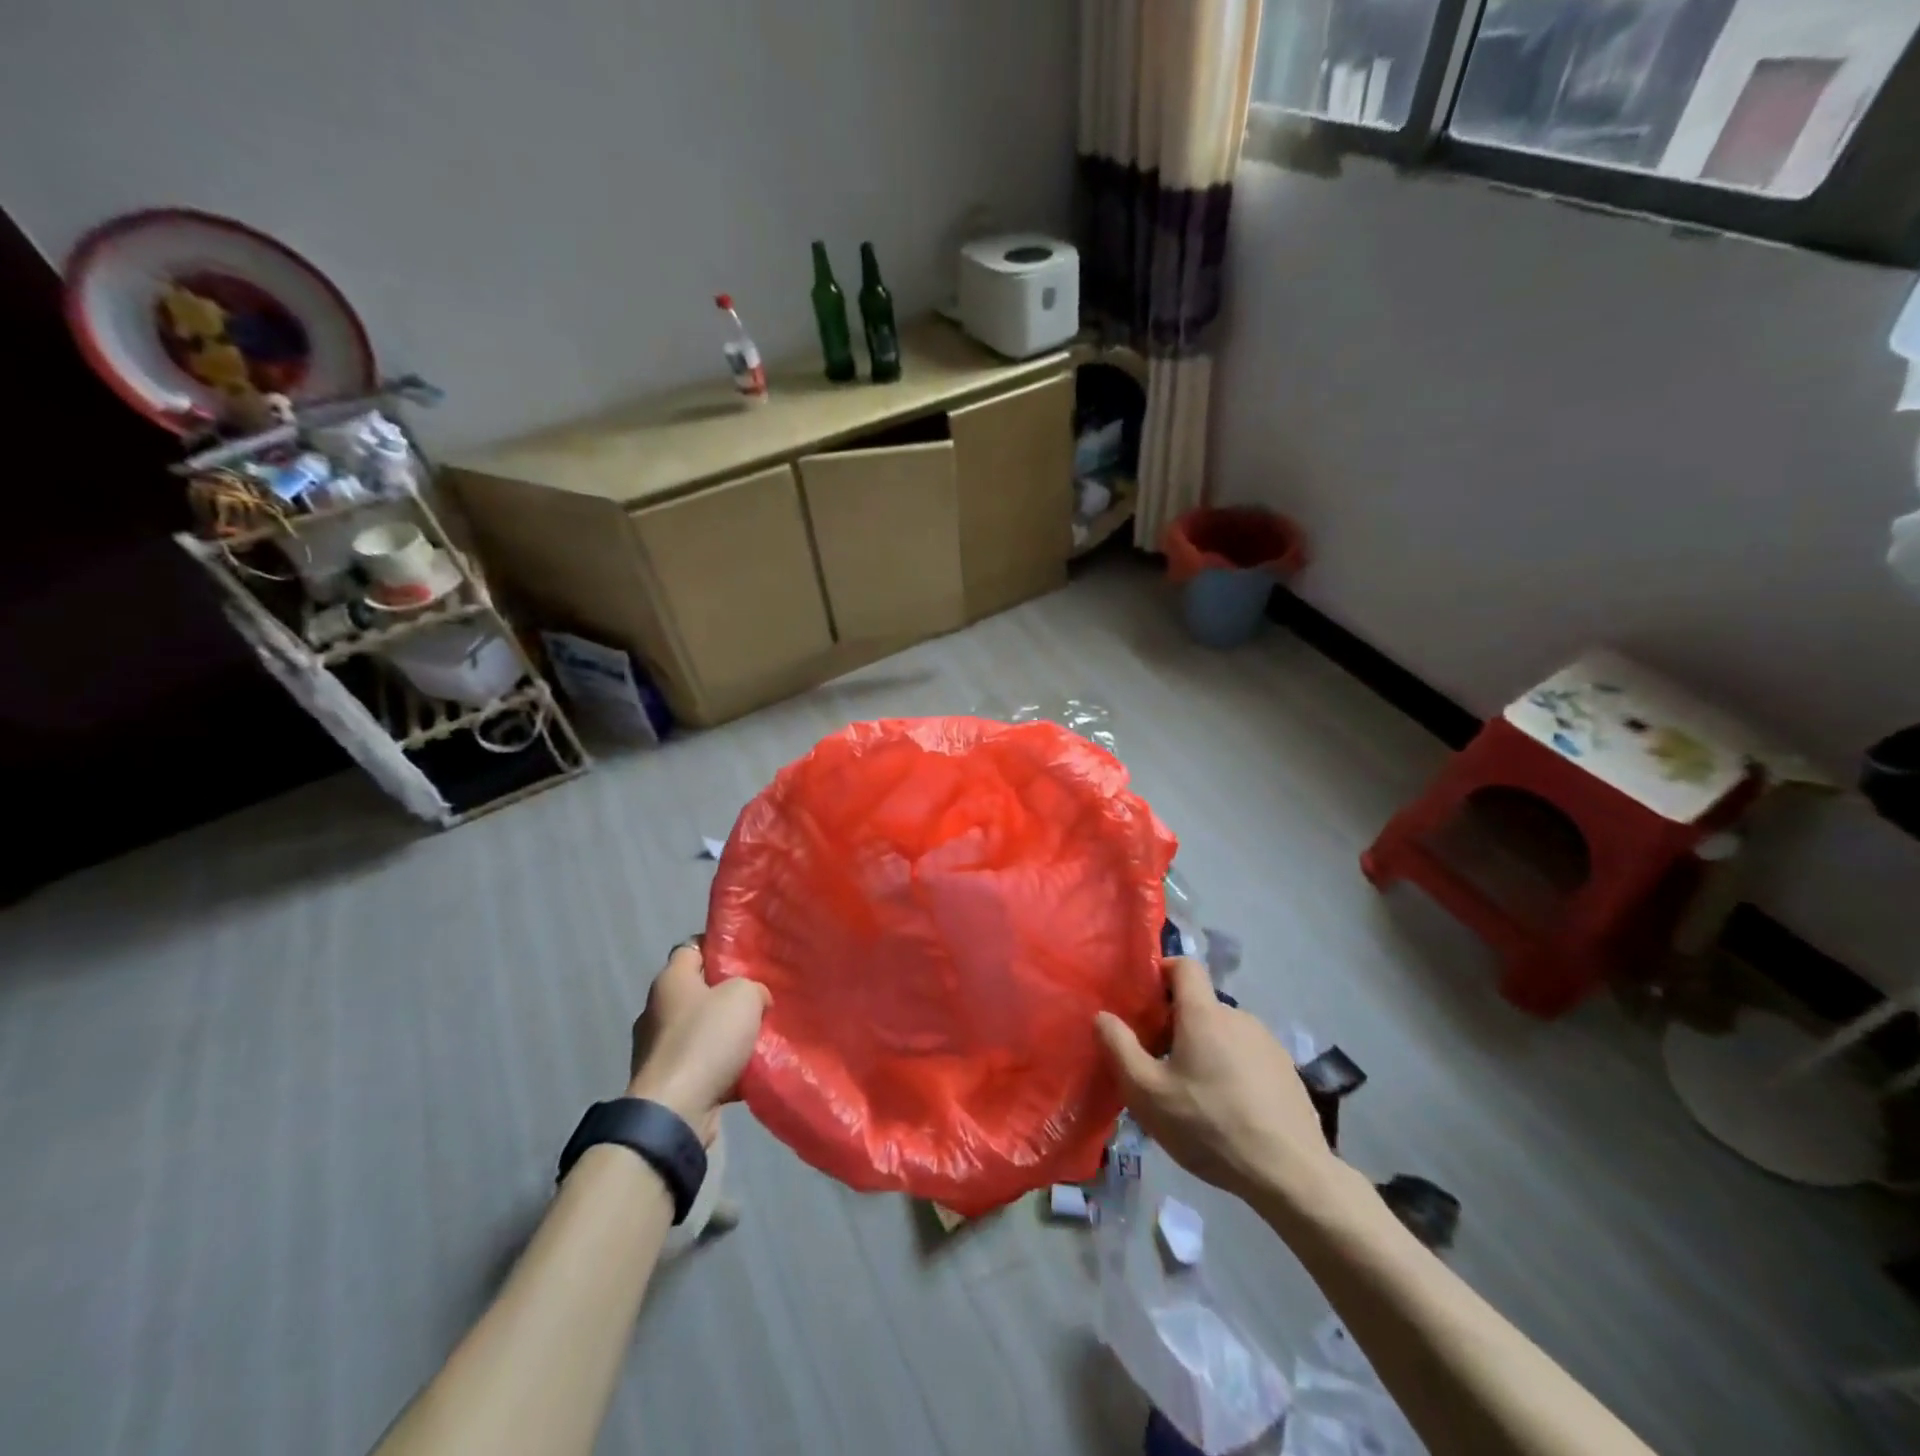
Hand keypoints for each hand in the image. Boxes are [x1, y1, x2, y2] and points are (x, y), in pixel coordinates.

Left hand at [627, 940, 768, 1143]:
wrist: (675, 1111)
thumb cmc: (706, 1040)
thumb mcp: (744, 996)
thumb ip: (753, 988)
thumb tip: (755, 1000)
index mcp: (670, 981)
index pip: (692, 947)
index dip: (718, 946)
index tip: (746, 955)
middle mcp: (657, 1010)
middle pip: (698, 991)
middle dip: (727, 994)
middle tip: (759, 996)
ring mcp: (658, 1049)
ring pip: (701, 1029)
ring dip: (725, 1033)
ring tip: (759, 1035)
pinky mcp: (667, 1081)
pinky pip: (701, 1063)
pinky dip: (721, 1065)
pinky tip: (748, 1069)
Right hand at [1095, 957, 1342, 1211]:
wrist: (1290, 1173)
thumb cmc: (1209, 1126)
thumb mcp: (1147, 1093)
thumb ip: (1119, 1048)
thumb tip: (1102, 1015)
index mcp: (1204, 1013)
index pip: (1185, 966)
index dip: (1163, 972)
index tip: (1145, 1002)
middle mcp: (1239, 1017)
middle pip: (1201, 1006)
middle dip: (1176, 1025)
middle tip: (1159, 1064)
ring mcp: (1268, 1043)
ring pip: (1224, 1033)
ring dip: (1205, 1049)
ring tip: (1194, 1094)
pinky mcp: (1287, 1071)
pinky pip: (1248, 1056)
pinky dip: (1232, 1069)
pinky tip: (1228, 1110)